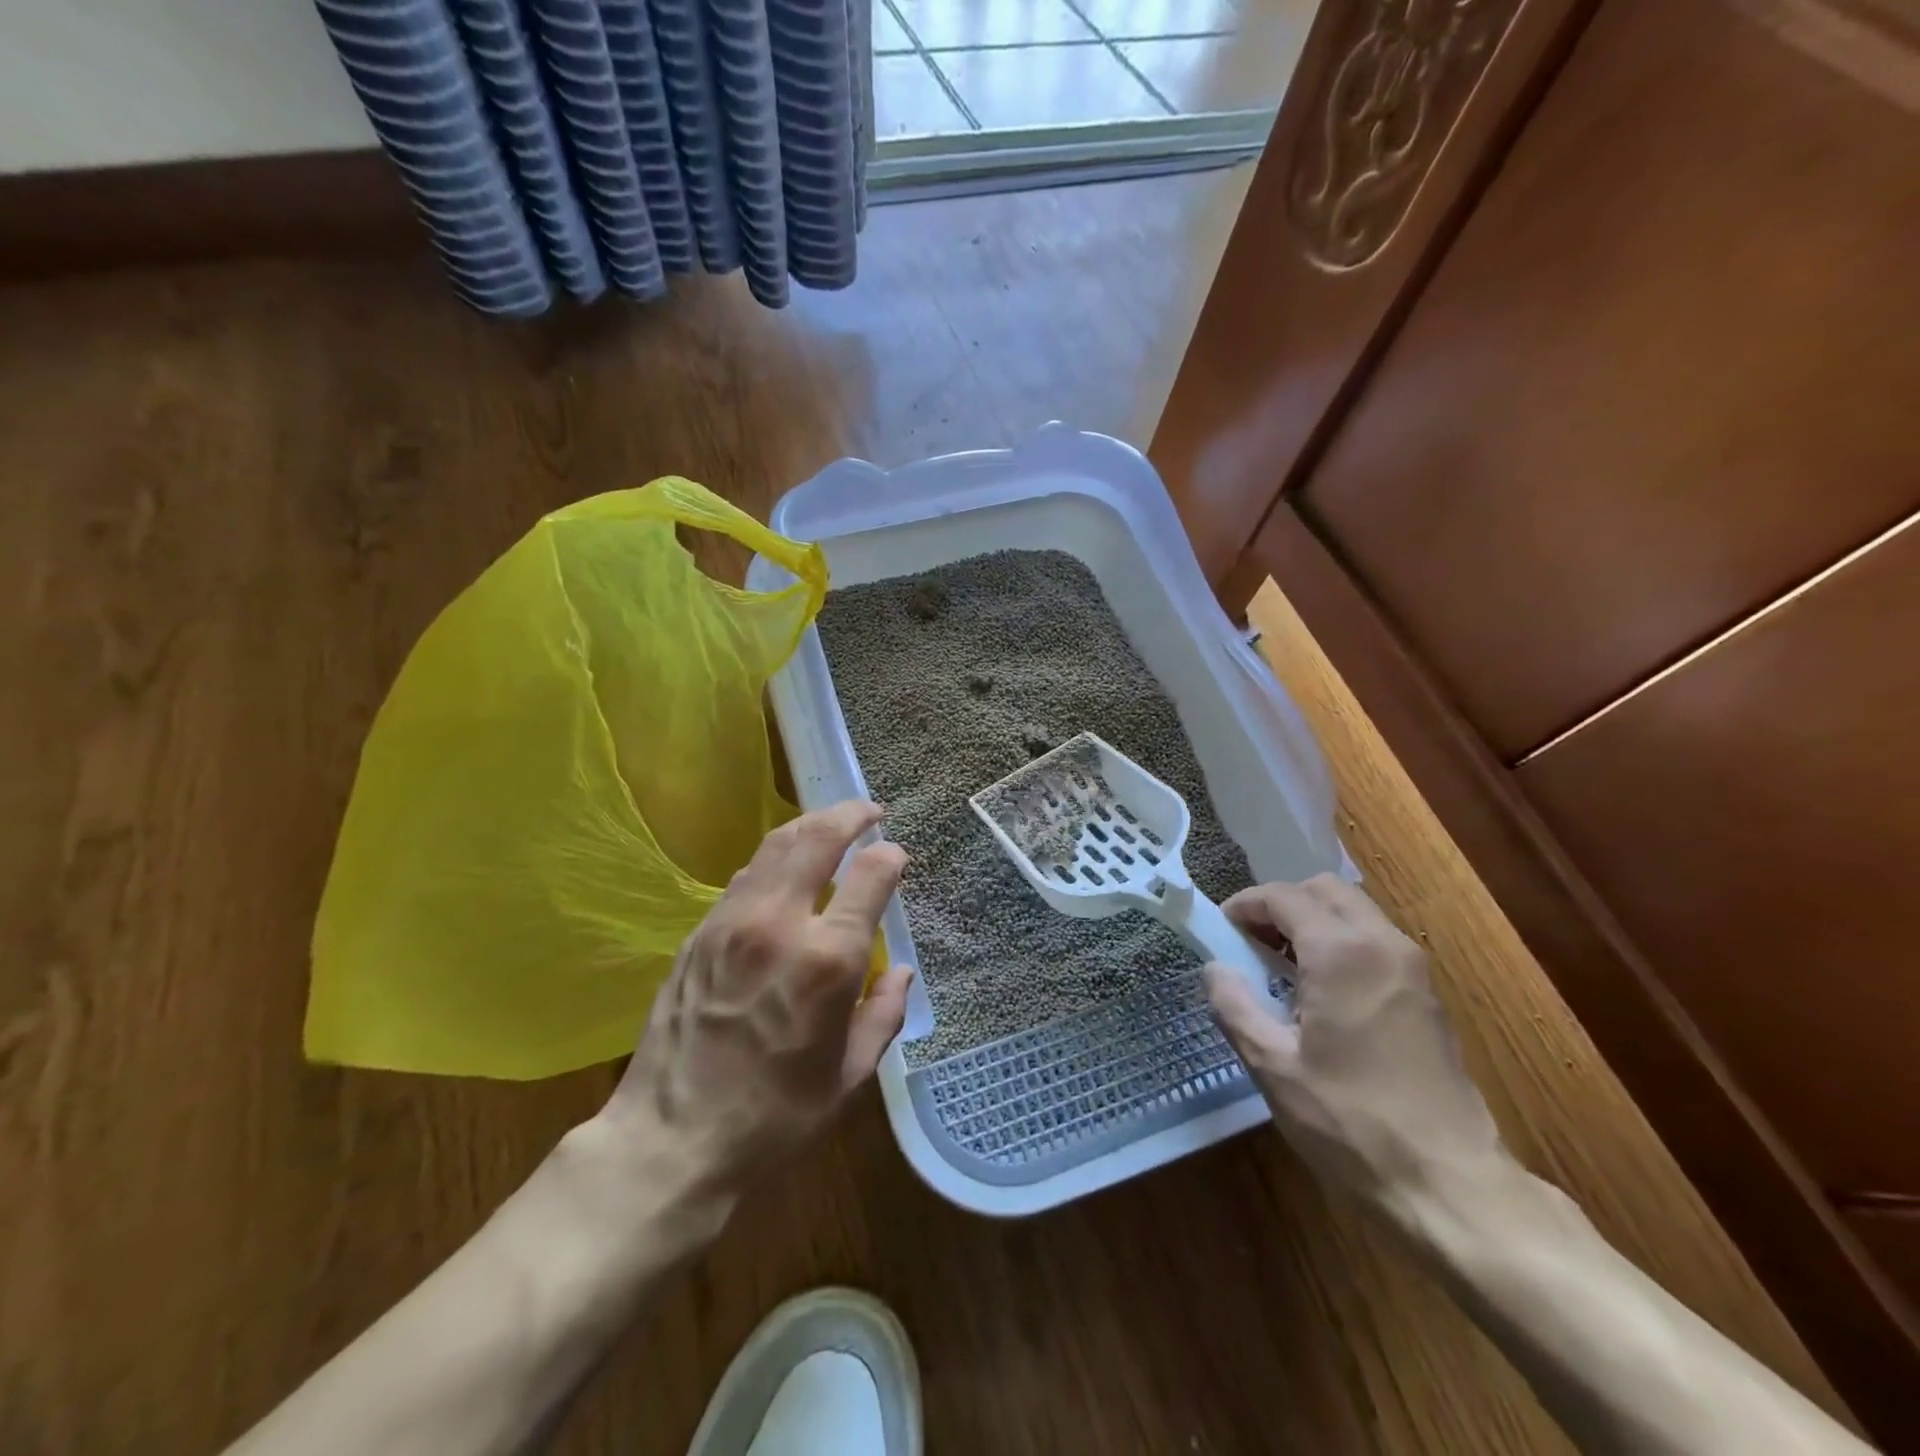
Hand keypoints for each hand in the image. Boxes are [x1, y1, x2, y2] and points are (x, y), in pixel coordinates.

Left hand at [603, 800, 912, 1201]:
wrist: (671, 1140)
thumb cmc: (775, 1117)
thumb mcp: (850, 1075)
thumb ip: (883, 1013)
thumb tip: (900, 972)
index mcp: (828, 959)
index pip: (870, 875)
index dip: (890, 857)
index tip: (897, 857)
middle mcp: (780, 923)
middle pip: (819, 838)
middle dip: (851, 814)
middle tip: (869, 810)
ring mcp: (733, 922)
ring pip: (776, 845)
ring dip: (810, 826)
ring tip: (830, 825)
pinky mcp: (700, 932)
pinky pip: (746, 875)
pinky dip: (775, 857)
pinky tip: (785, 868)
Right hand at [1203, 875, 1509, 1227]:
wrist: (1450, 1185)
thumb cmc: (1351, 1122)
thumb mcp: (1273, 1066)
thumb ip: (1234, 1006)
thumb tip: (1215, 969)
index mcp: (1342, 952)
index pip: (1284, 897)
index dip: (1245, 904)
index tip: (1221, 930)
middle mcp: (1383, 944)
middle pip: (1325, 890)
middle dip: (1282, 904)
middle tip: (1251, 941)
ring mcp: (1413, 969)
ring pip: (1354, 912)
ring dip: (1313, 921)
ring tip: (1281, 965)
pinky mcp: (1427, 995)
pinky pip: (1375, 941)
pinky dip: (1340, 942)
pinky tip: (1320, 991)